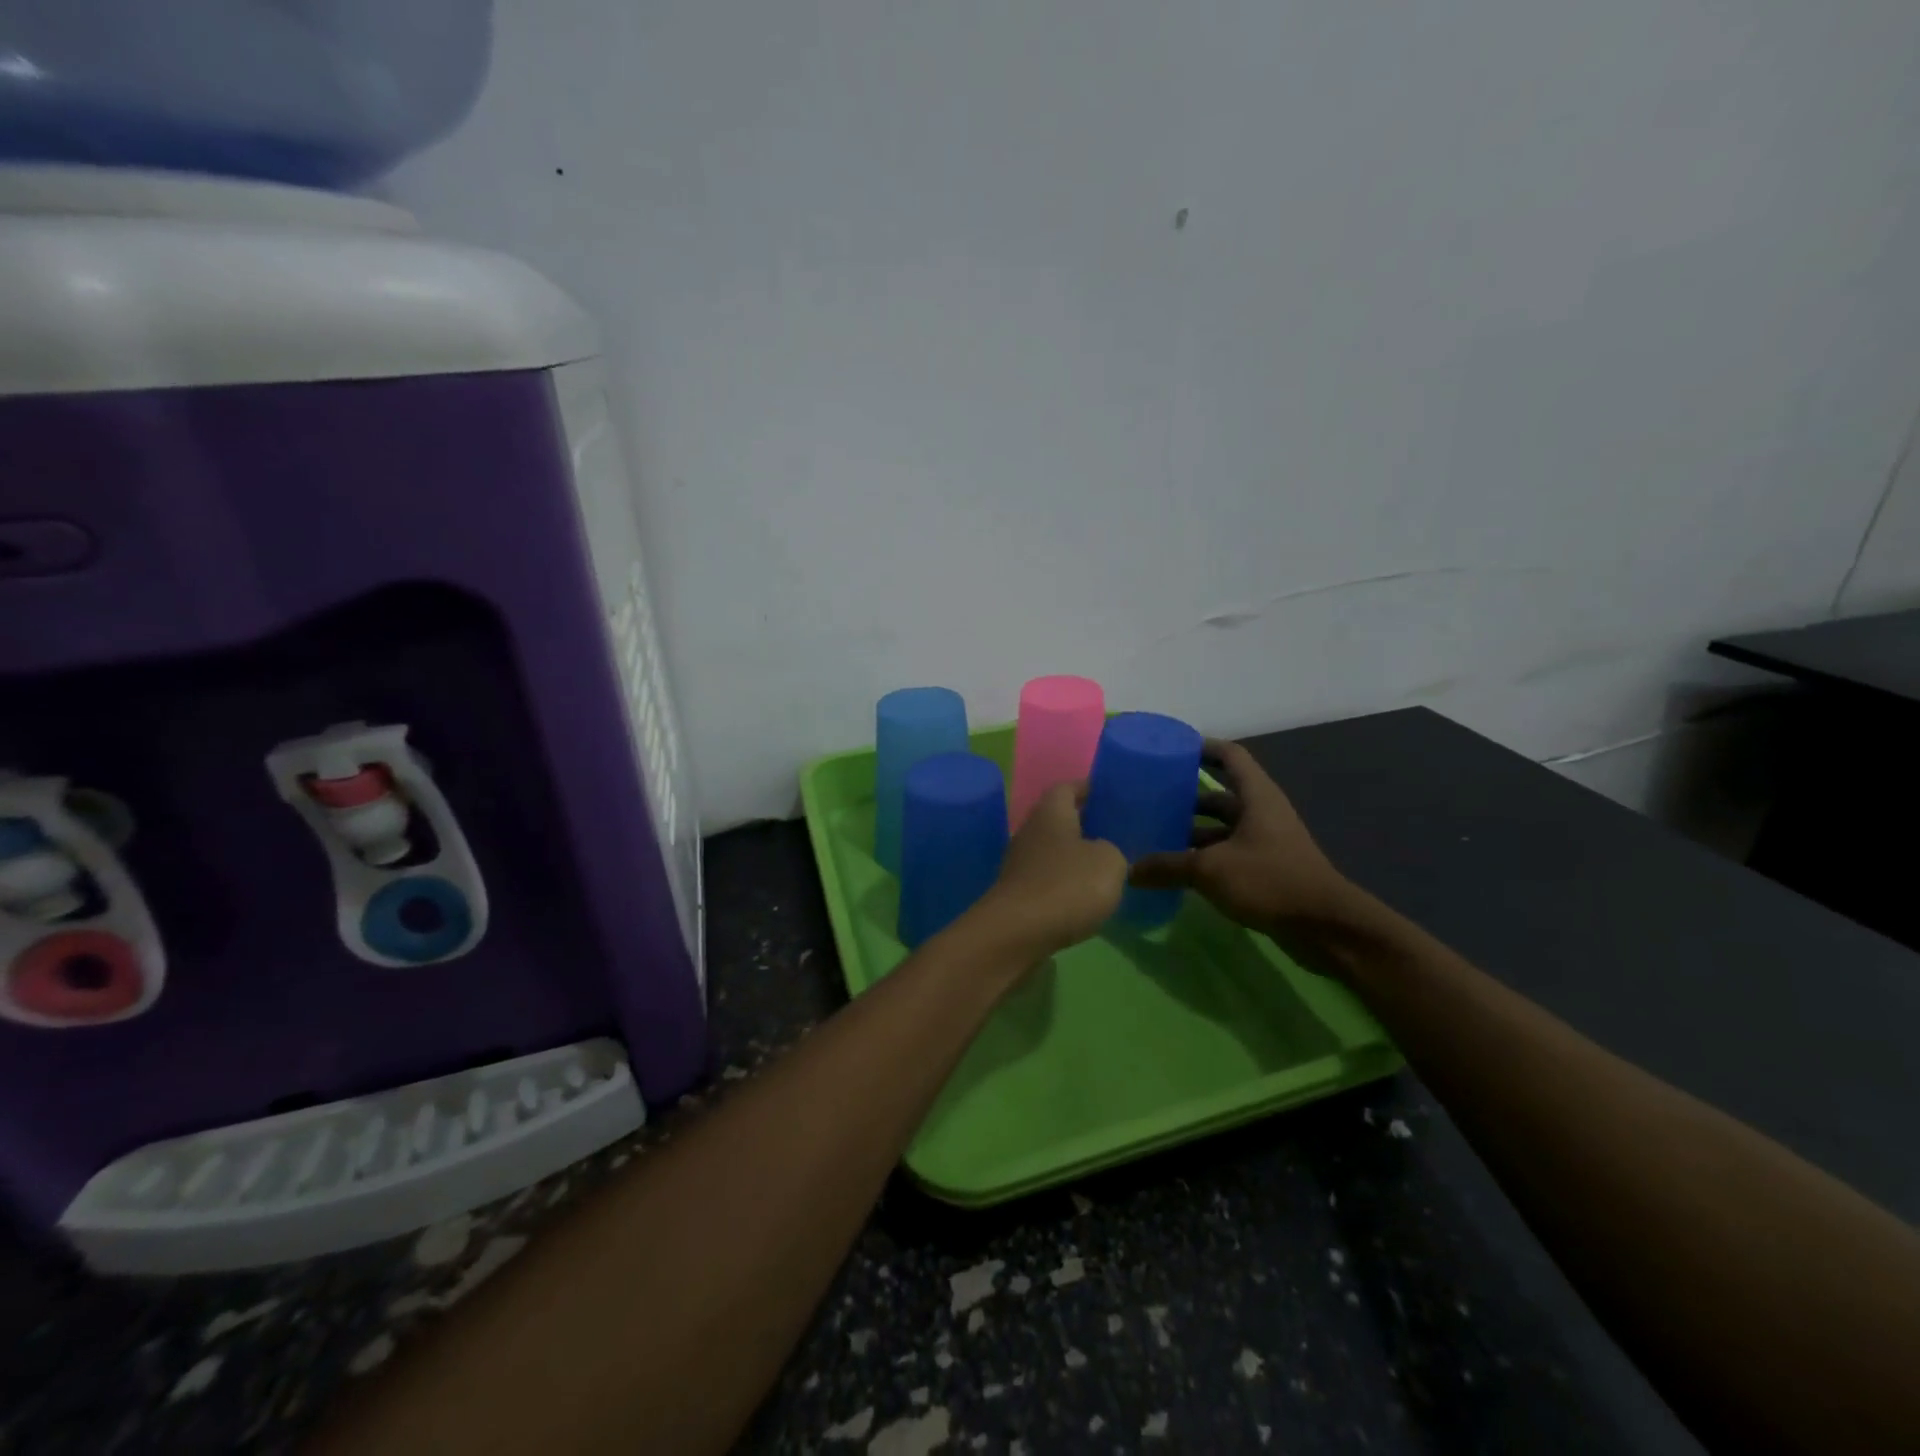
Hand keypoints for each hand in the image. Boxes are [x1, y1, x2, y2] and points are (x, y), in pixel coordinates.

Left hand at [972, 781, 1126, 956]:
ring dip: (1075, 855)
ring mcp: (1019, 863)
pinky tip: (1085, 896)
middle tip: (1116, 832)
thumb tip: (1104, 853)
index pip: (1067, 787)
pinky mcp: (1017, 893)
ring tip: (1106, 866)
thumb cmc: (1067, 885)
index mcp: (1050, 812)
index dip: (1088, 788)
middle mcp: (1030, 831)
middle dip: (1085, 823)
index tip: (1110, 795)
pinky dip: (1065, 882)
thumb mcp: (1109, 862)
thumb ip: (1113, 850)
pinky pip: (1047, 877)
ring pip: (1052, 850)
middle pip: (1058, 818)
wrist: (1016, 933)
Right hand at [1129, 739, 1354, 936]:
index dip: (1202, 747)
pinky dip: (1204, 857)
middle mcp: (1262, 812)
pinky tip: (1177, 870)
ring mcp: (1266, 842)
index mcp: (1256, 796)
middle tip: (1151, 799)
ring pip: (1222, 828)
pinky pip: (1228, 853)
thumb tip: (1128, 871)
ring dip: (1193, 831)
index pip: (1229, 755)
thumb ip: (1167, 866)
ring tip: (1156, 836)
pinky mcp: (1266, 869)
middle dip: (1187, 796)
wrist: (1325, 927)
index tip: (1171, 749)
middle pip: (1220, 794)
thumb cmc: (1269, 881)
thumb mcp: (1209, 870)